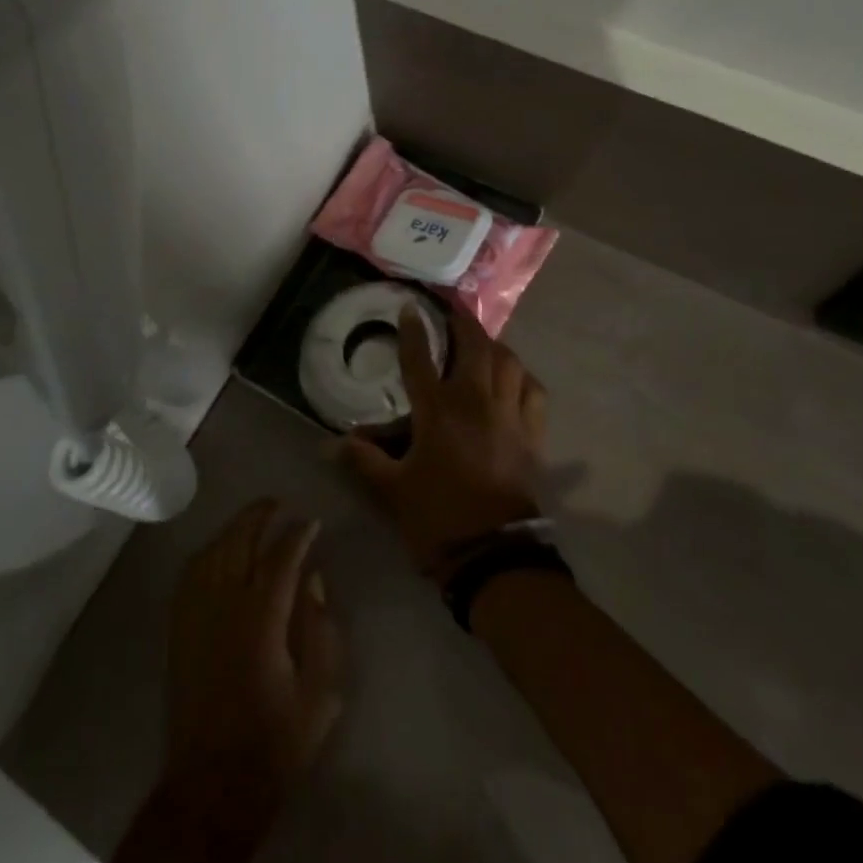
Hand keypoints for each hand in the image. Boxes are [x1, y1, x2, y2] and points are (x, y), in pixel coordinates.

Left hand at [161, 500, 343, 823]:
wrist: (212, 786)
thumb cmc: (274, 743)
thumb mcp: (320, 694)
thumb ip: (321, 630)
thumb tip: (313, 580)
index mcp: (261, 619)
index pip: (281, 557)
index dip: (298, 534)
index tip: (312, 522)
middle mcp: (223, 605)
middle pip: (239, 541)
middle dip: (260, 515)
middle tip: (280, 504)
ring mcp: (195, 614)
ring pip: (212, 551)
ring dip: (234, 528)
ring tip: (254, 519)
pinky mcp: (179, 629)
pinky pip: (191, 573)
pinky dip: (208, 551)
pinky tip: (220, 550)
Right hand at [340, 306, 546, 575]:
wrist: (492, 555)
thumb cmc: (436, 517)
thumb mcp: (392, 489)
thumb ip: (363, 460)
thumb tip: (329, 444)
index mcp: (437, 411)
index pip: (420, 358)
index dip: (414, 330)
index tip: (411, 307)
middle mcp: (475, 402)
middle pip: (474, 346)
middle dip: (464, 322)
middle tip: (453, 311)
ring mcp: (508, 415)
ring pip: (508, 361)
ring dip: (495, 345)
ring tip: (483, 344)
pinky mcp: (532, 433)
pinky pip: (534, 391)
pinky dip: (523, 377)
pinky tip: (515, 379)